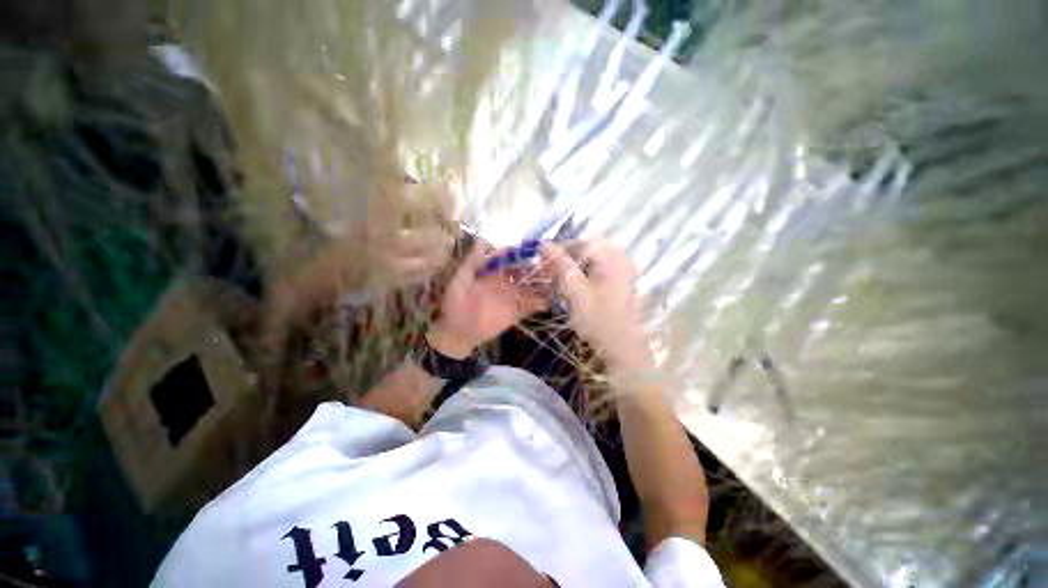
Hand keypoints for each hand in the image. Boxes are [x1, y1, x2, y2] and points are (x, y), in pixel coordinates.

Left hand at [429, 242, 549, 357]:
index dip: (522, 254)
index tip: (536, 249)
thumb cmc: (455, 305)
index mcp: (493, 272)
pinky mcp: (516, 311)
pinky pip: (531, 305)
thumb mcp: (460, 281)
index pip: (511, 259)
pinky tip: (553, 299)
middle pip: (525, 271)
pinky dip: (542, 302)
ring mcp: (512, 297)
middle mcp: (506, 282)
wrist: (457, 333)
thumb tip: (481, 240)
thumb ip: (472, 262)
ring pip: (531, 287)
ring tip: (559, 279)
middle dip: (538, 267)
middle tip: (553, 264)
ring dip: (543, 283)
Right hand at [540, 241, 654, 372]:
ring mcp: (622, 270)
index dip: (557, 251)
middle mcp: (620, 257)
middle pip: (584, 251)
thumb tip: (544, 244)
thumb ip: (560, 264)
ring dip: (572, 270)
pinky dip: (582, 277)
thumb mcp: (574, 290)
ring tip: (559, 285)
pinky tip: (574, 291)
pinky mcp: (620, 283)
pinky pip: (596, 272)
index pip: (578, 243)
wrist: (622, 349)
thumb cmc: (598, 319)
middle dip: (564, 261)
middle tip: (549, 276)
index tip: (541, 264)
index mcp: (612, 255)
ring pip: (589, 262)